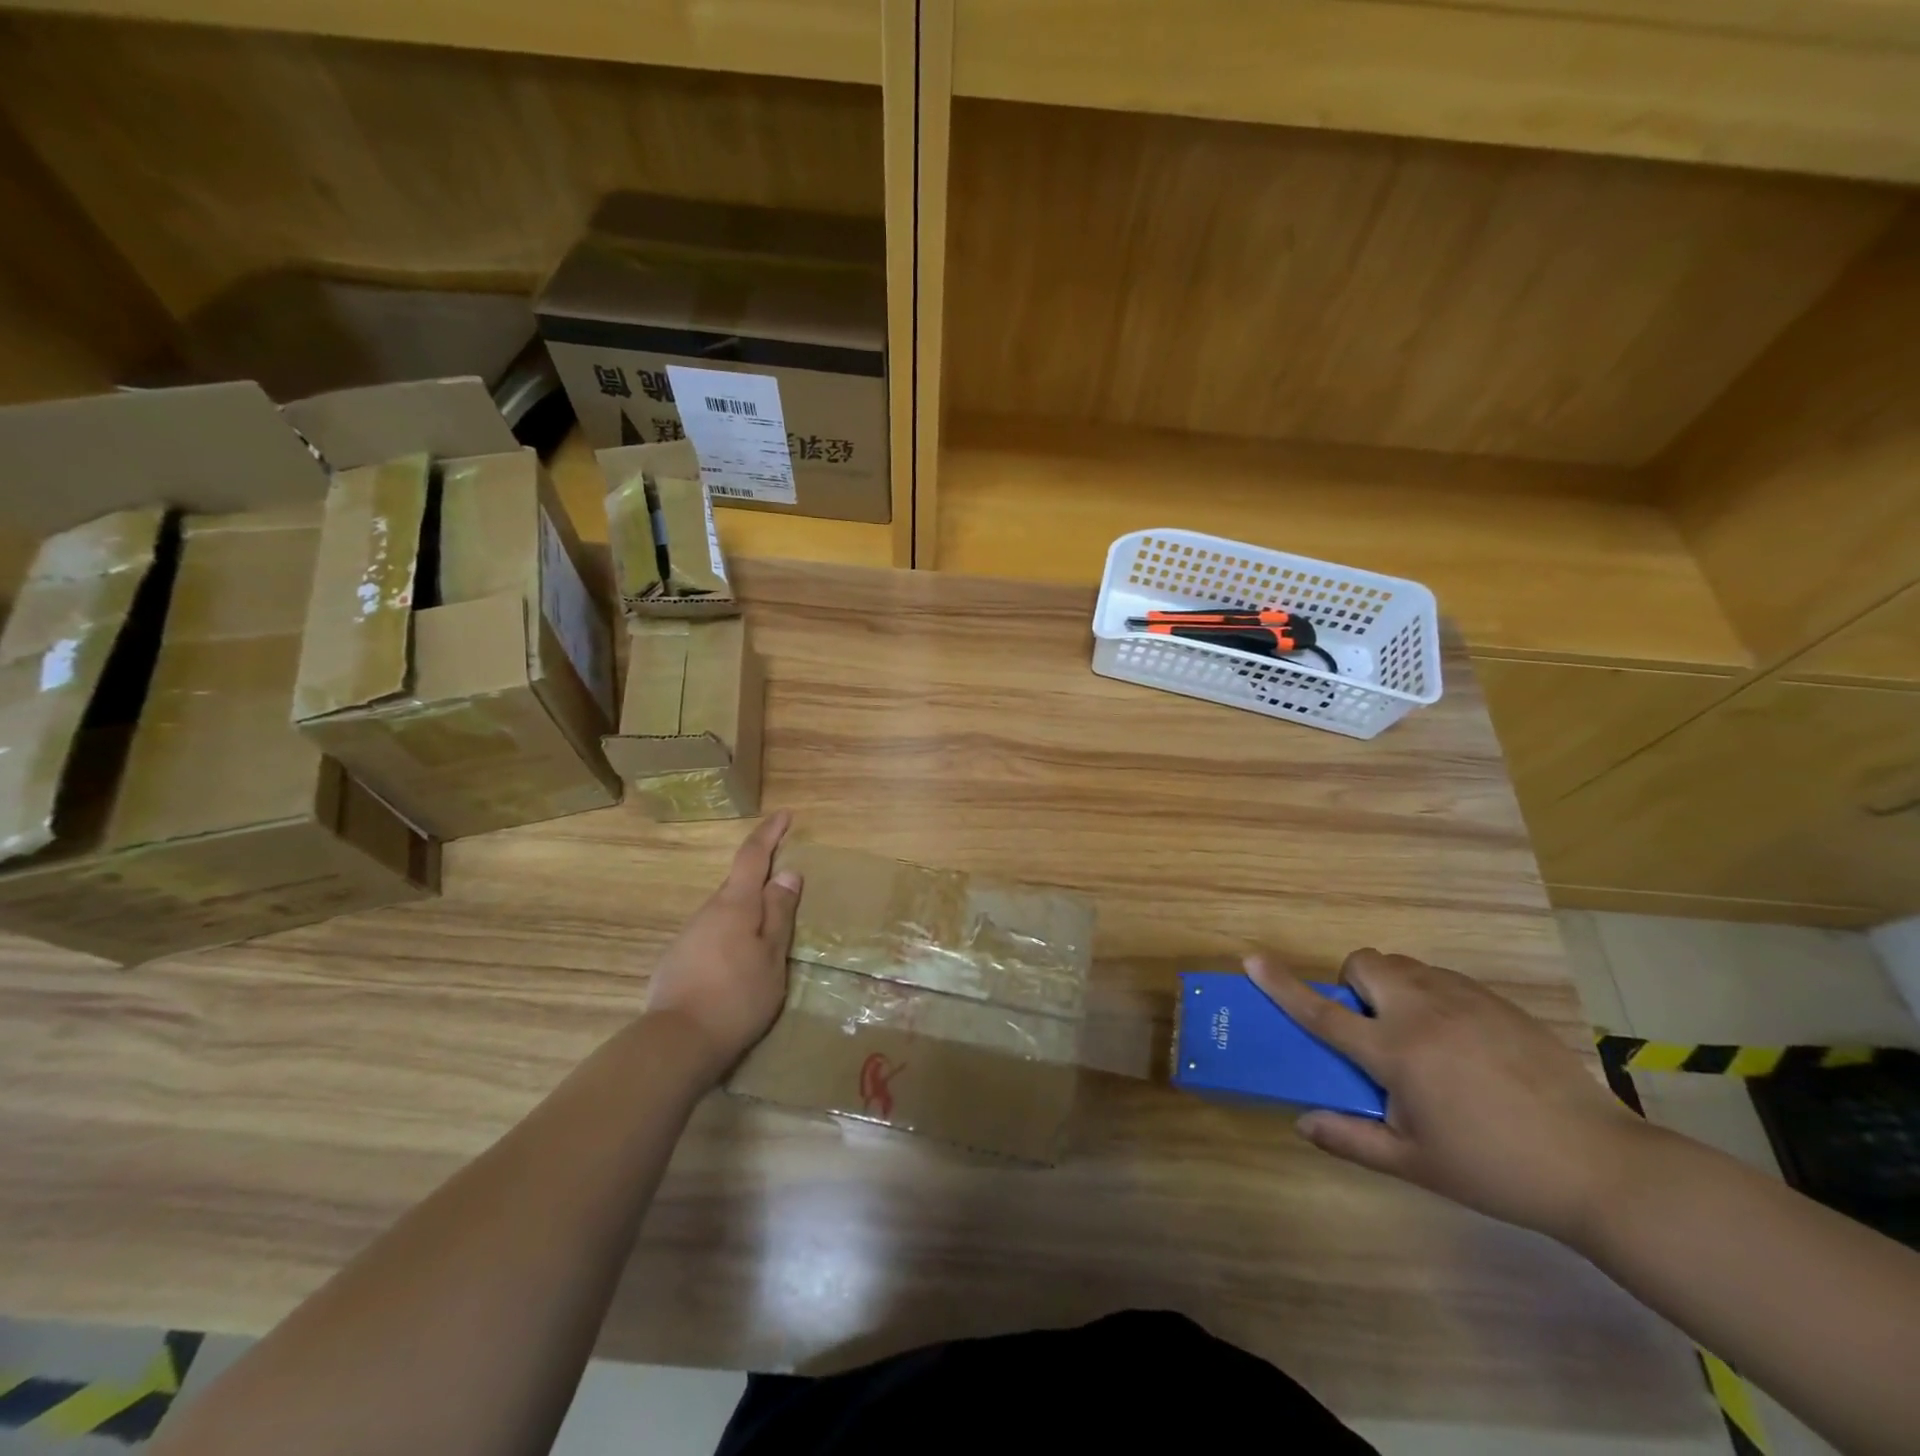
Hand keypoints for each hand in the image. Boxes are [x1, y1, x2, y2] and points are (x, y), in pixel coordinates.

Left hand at [645, 811, 801, 1083]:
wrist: (677, 1042)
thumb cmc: (737, 996)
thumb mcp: (772, 956)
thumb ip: (779, 914)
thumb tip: (787, 873)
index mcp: (735, 905)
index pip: (752, 856)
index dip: (769, 833)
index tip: (784, 815)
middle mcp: (708, 911)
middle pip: (738, 885)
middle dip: (760, 880)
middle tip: (786, 891)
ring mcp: (688, 936)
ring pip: (724, 913)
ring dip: (746, 915)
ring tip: (767, 941)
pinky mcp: (677, 960)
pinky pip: (712, 936)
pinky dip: (730, 938)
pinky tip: (737, 967)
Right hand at [1248, 949, 1650, 1244]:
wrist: (1601, 1166)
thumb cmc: (1496, 1169)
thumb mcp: (1416, 1164)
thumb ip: (1351, 1139)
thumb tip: (1302, 1121)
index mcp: (1396, 1052)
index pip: (1323, 1012)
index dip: (1281, 985)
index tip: (1251, 958)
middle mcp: (1423, 1011)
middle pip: (1364, 963)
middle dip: (1353, 985)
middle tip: (1372, 1030)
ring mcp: (1464, 1000)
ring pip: (1404, 965)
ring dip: (1391, 988)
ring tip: (1417, 1036)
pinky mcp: (1497, 1001)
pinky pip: (1442, 978)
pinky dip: (1430, 995)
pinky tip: (1459, 1042)